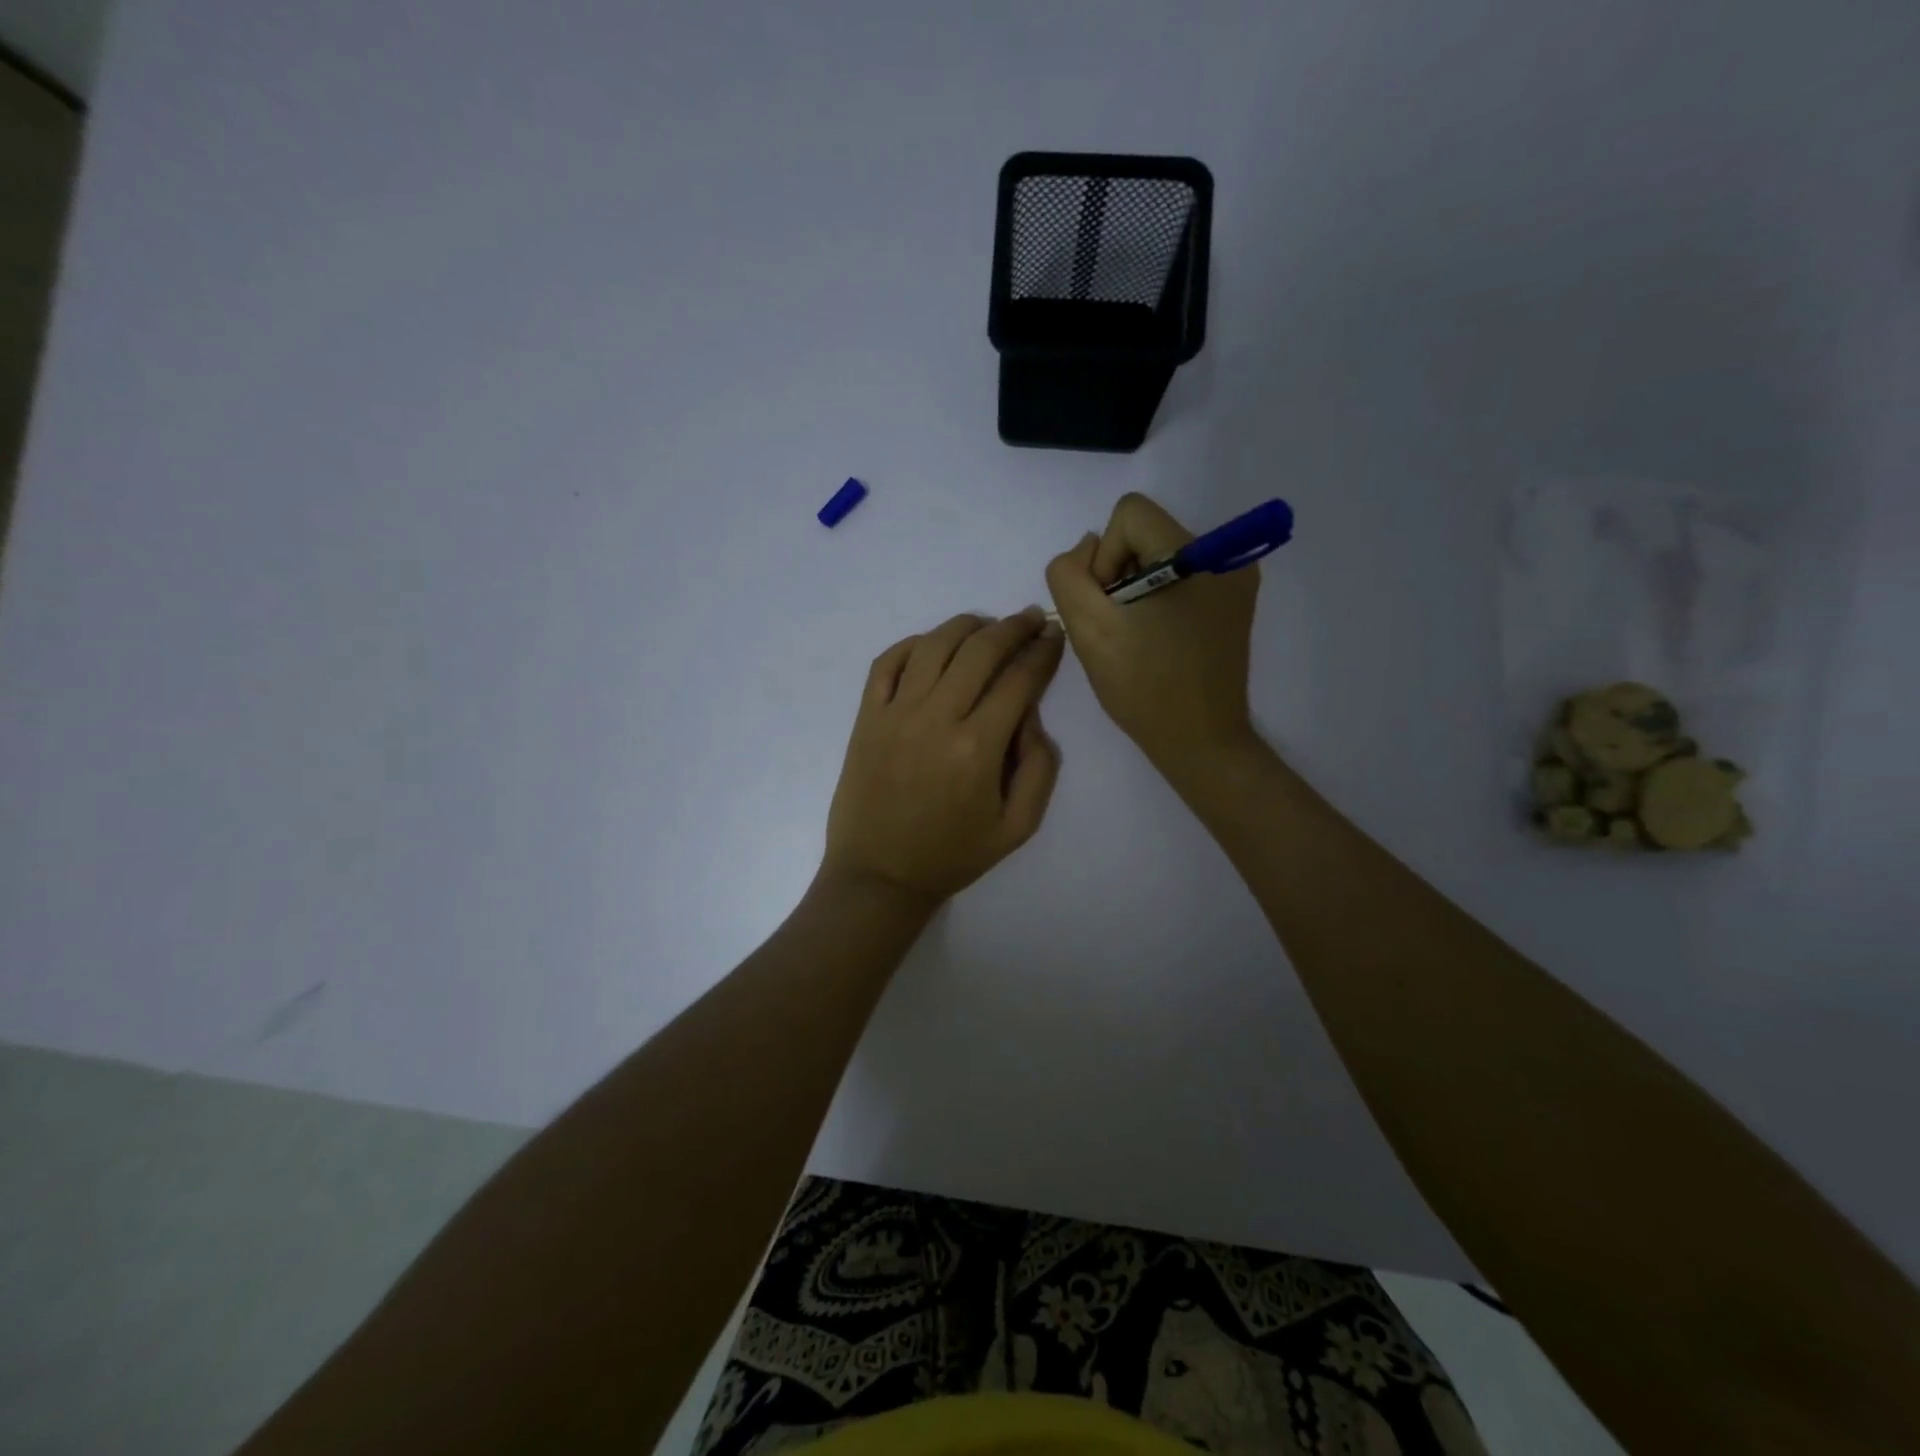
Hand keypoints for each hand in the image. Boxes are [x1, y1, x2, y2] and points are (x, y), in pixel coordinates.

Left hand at [822, 608, 1064, 911]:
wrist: (879, 875)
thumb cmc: (952, 855)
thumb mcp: (1018, 827)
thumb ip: (1040, 768)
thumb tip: (1031, 716)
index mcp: (977, 748)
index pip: (1018, 680)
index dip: (1042, 652)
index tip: (1053, 637)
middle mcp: (936, 718)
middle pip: (980, 650)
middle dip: (1012, 628)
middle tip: (1029, 619)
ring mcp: (895, 713)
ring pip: (934, 645)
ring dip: (966, 626)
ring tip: (986, 626)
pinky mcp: (866, 717)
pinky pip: (887, 663)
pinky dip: (912, 644)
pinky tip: (933, 645)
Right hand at [1045, 492, 1260, 776]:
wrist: (1200, 742)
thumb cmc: (1144, 688)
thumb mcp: (1089, 630)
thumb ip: (1069, 576)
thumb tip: (1087, 550)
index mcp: (1198, 555)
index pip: (1130, 514)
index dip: (1105, 557)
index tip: (1108, 605)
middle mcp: (1226, 555)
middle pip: (1145, 534)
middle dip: (1119, 574)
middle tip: (1118, 626)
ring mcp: (1234, 580)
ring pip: (1158, 557)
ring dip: (1134, 589)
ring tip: (1136, 636)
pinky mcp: (1232, 603)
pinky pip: (1178, 580)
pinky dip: (1156, 601)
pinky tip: (1155, 639)